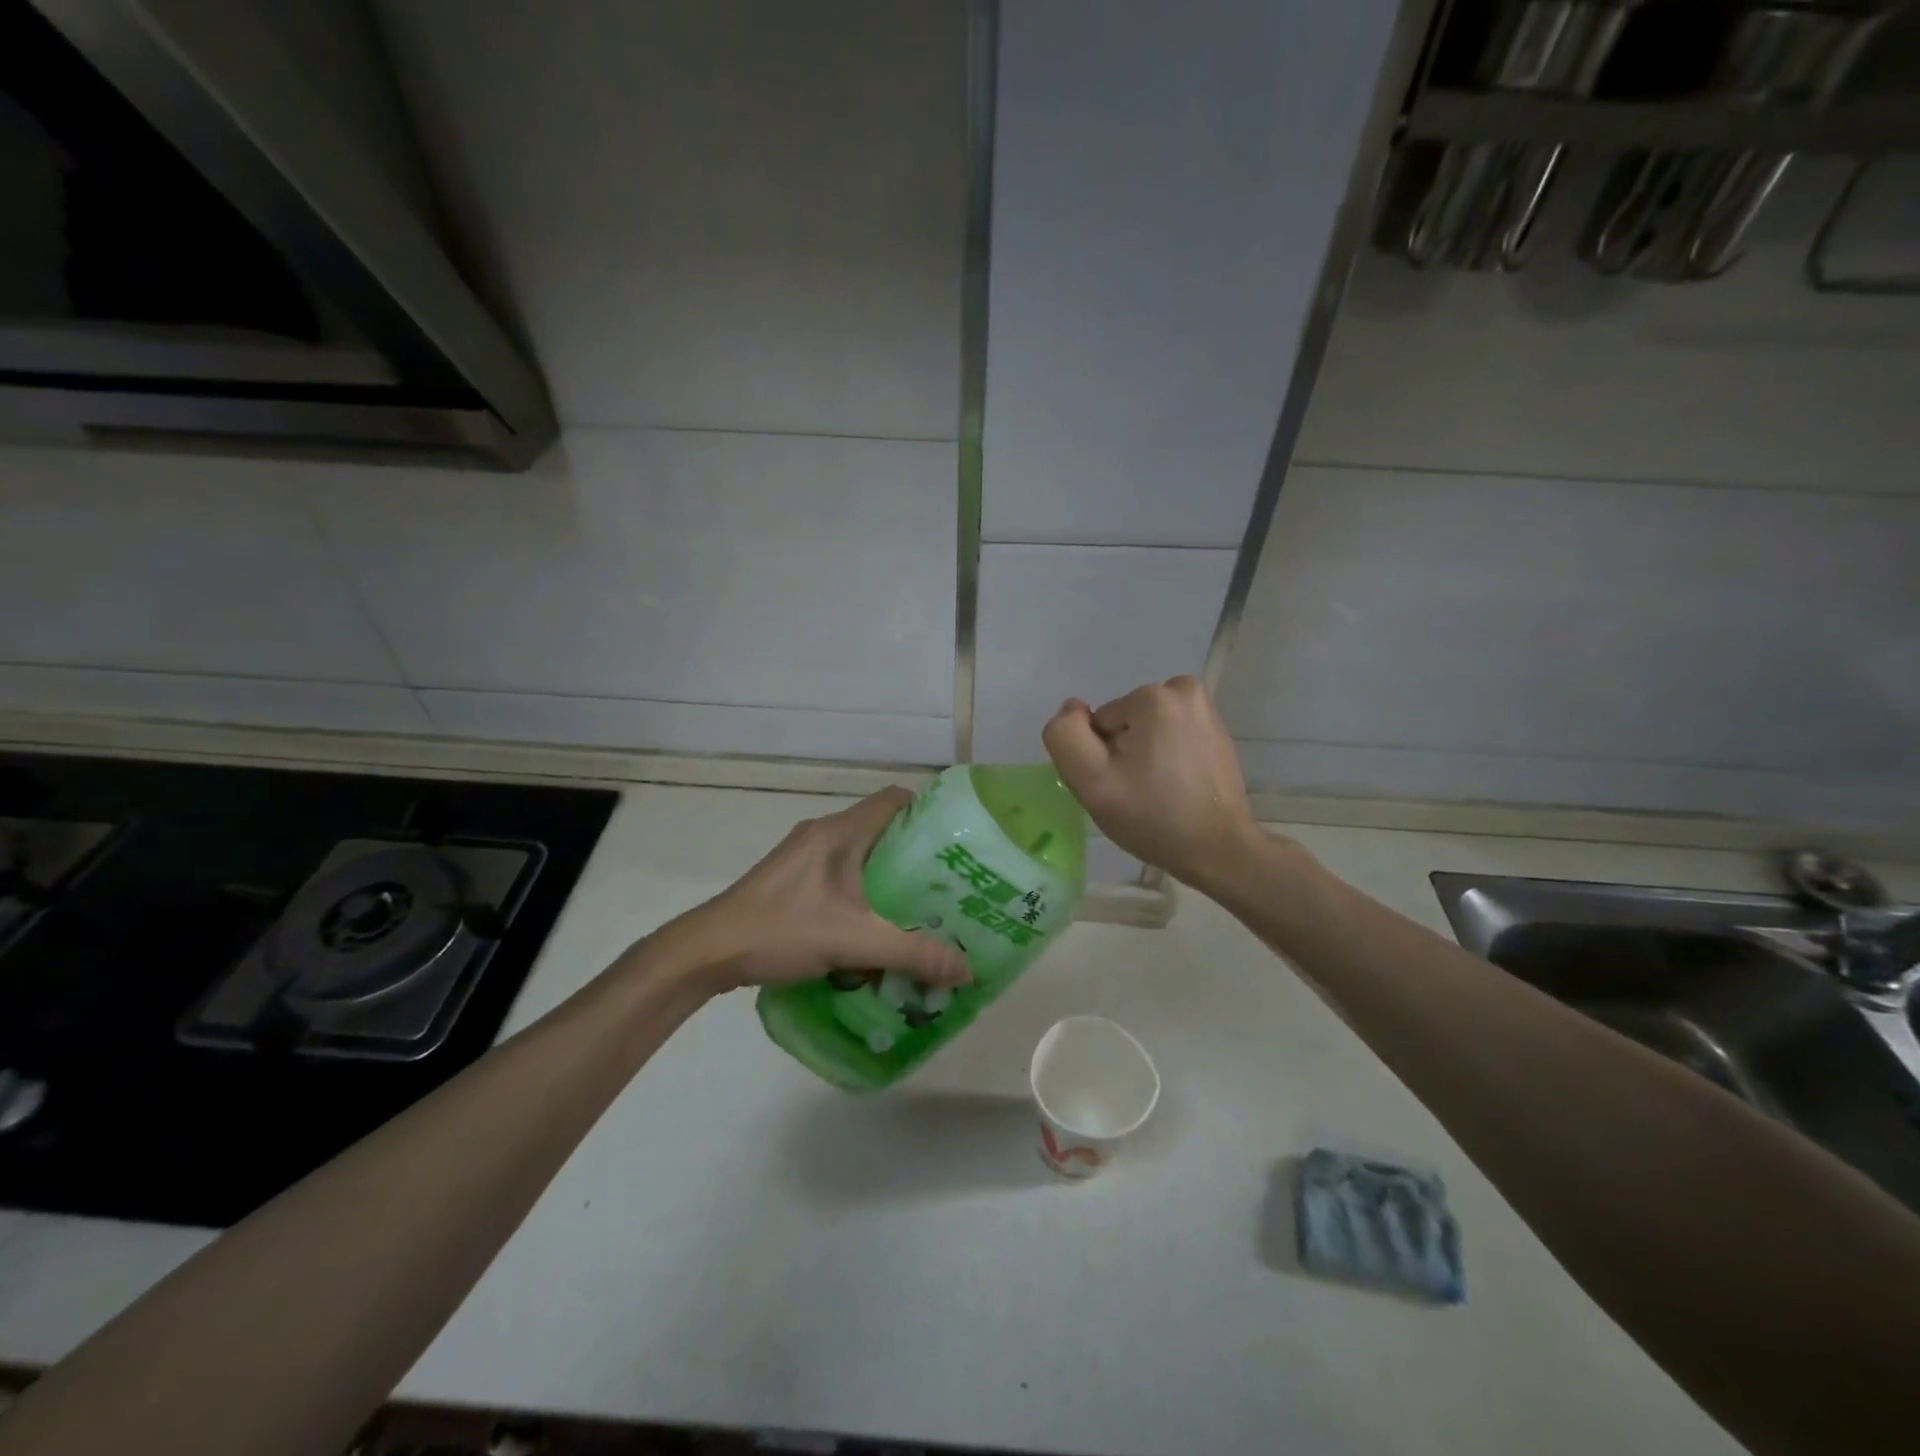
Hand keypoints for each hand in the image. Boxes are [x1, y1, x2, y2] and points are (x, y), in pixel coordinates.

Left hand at [649, 788, 971, 994]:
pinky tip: (871, 926)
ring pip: (859, 854)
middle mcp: (822, 834)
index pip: (895, 799)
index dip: (928, 813)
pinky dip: (861, 892)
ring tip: (917, 909)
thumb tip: (967, 970)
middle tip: (946, 886)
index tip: (955, 845)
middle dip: (914, 855)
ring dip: (887, 877)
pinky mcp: (790, 879)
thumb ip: (912, 954)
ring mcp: (802, 856)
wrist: (707, 951)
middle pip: (881, 829)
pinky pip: (839, 874)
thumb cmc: (782, 930)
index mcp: (840, 832)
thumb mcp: (854, 942)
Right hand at [1042, 676, 1262, 892]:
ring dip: (1144, 755)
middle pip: (1124, 721)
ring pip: (1145, 728)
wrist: (1218, 850)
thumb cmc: (1152, 817)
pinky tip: (1176, 786)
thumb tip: (1073, 708)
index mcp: (1153, 697)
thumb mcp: (1091, 781)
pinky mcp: (1217, 731)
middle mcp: (1184, 691)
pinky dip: (1167, 756)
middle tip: (1137, 792)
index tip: (1120, 786)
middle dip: (1124, 753)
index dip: (1101, 757)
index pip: (1099, 722)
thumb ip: (1065, 736)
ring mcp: (1205, 711)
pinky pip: (1170, 736)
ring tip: (1158, 791)